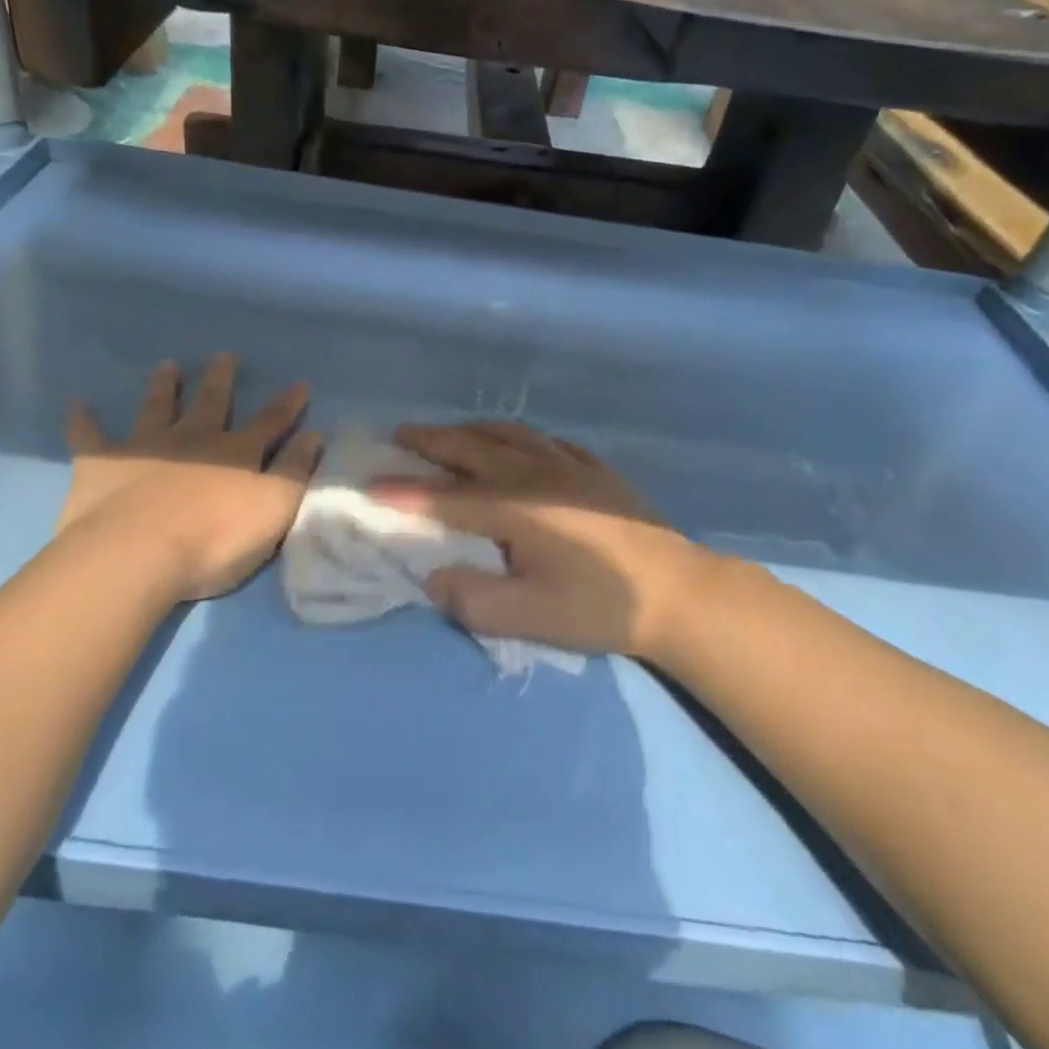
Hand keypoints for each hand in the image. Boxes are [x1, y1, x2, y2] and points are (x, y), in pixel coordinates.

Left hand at [57, 354, 321, 606]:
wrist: (137, 555)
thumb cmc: (215, 539)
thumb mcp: (274, 509)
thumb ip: (296, 471)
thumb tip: (314, 435)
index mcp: (236, 453)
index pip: (270, 422)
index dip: (287, 405)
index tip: (299, 384)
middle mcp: (192, 440)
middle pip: (211, 403)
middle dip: (220, 380)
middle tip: (224, 356)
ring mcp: (145, 449)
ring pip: (157, 408)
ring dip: (163, 387)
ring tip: (167, 365)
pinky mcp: (102, 466)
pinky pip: (90, 438)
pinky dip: (84, 421)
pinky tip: (77, 405)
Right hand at [376, 421, 736, 663]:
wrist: (679, 593)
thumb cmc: (601, 607)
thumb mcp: (531, 618)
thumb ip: (474, 600)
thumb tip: (435, 577)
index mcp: (515, 508)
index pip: (446, 497)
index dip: (405, 491)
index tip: (369, 485)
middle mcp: (536, 475)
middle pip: (473, 448)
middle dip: (432, 440)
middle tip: (401, 434)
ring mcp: (570, 467)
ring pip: (511, 434)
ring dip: (473, 430)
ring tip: (453, 433)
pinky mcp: (597, 471)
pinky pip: (549, 441)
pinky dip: (521, 438)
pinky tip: (522, 445)